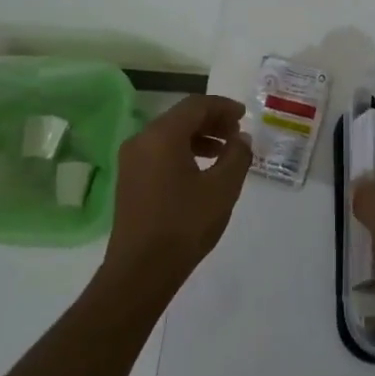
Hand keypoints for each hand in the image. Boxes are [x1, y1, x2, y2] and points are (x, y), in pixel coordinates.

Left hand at [104, 95, 252, 293]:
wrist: (141, 270)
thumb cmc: (185, 224)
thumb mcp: (222, 188)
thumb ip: (237, 155)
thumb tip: (241, 138)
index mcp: (162, 136)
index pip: (196, 105)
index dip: (223, 107)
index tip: (244, 116)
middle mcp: (141, 140)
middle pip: (180, 117)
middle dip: (212, 121)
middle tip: (237, 134)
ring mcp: (132, 161)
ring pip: (169, 135)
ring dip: (199, 137)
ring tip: (224, 152)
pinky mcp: (130, 180)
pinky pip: (160, 152)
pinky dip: (183, 152)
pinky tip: (202, 171)